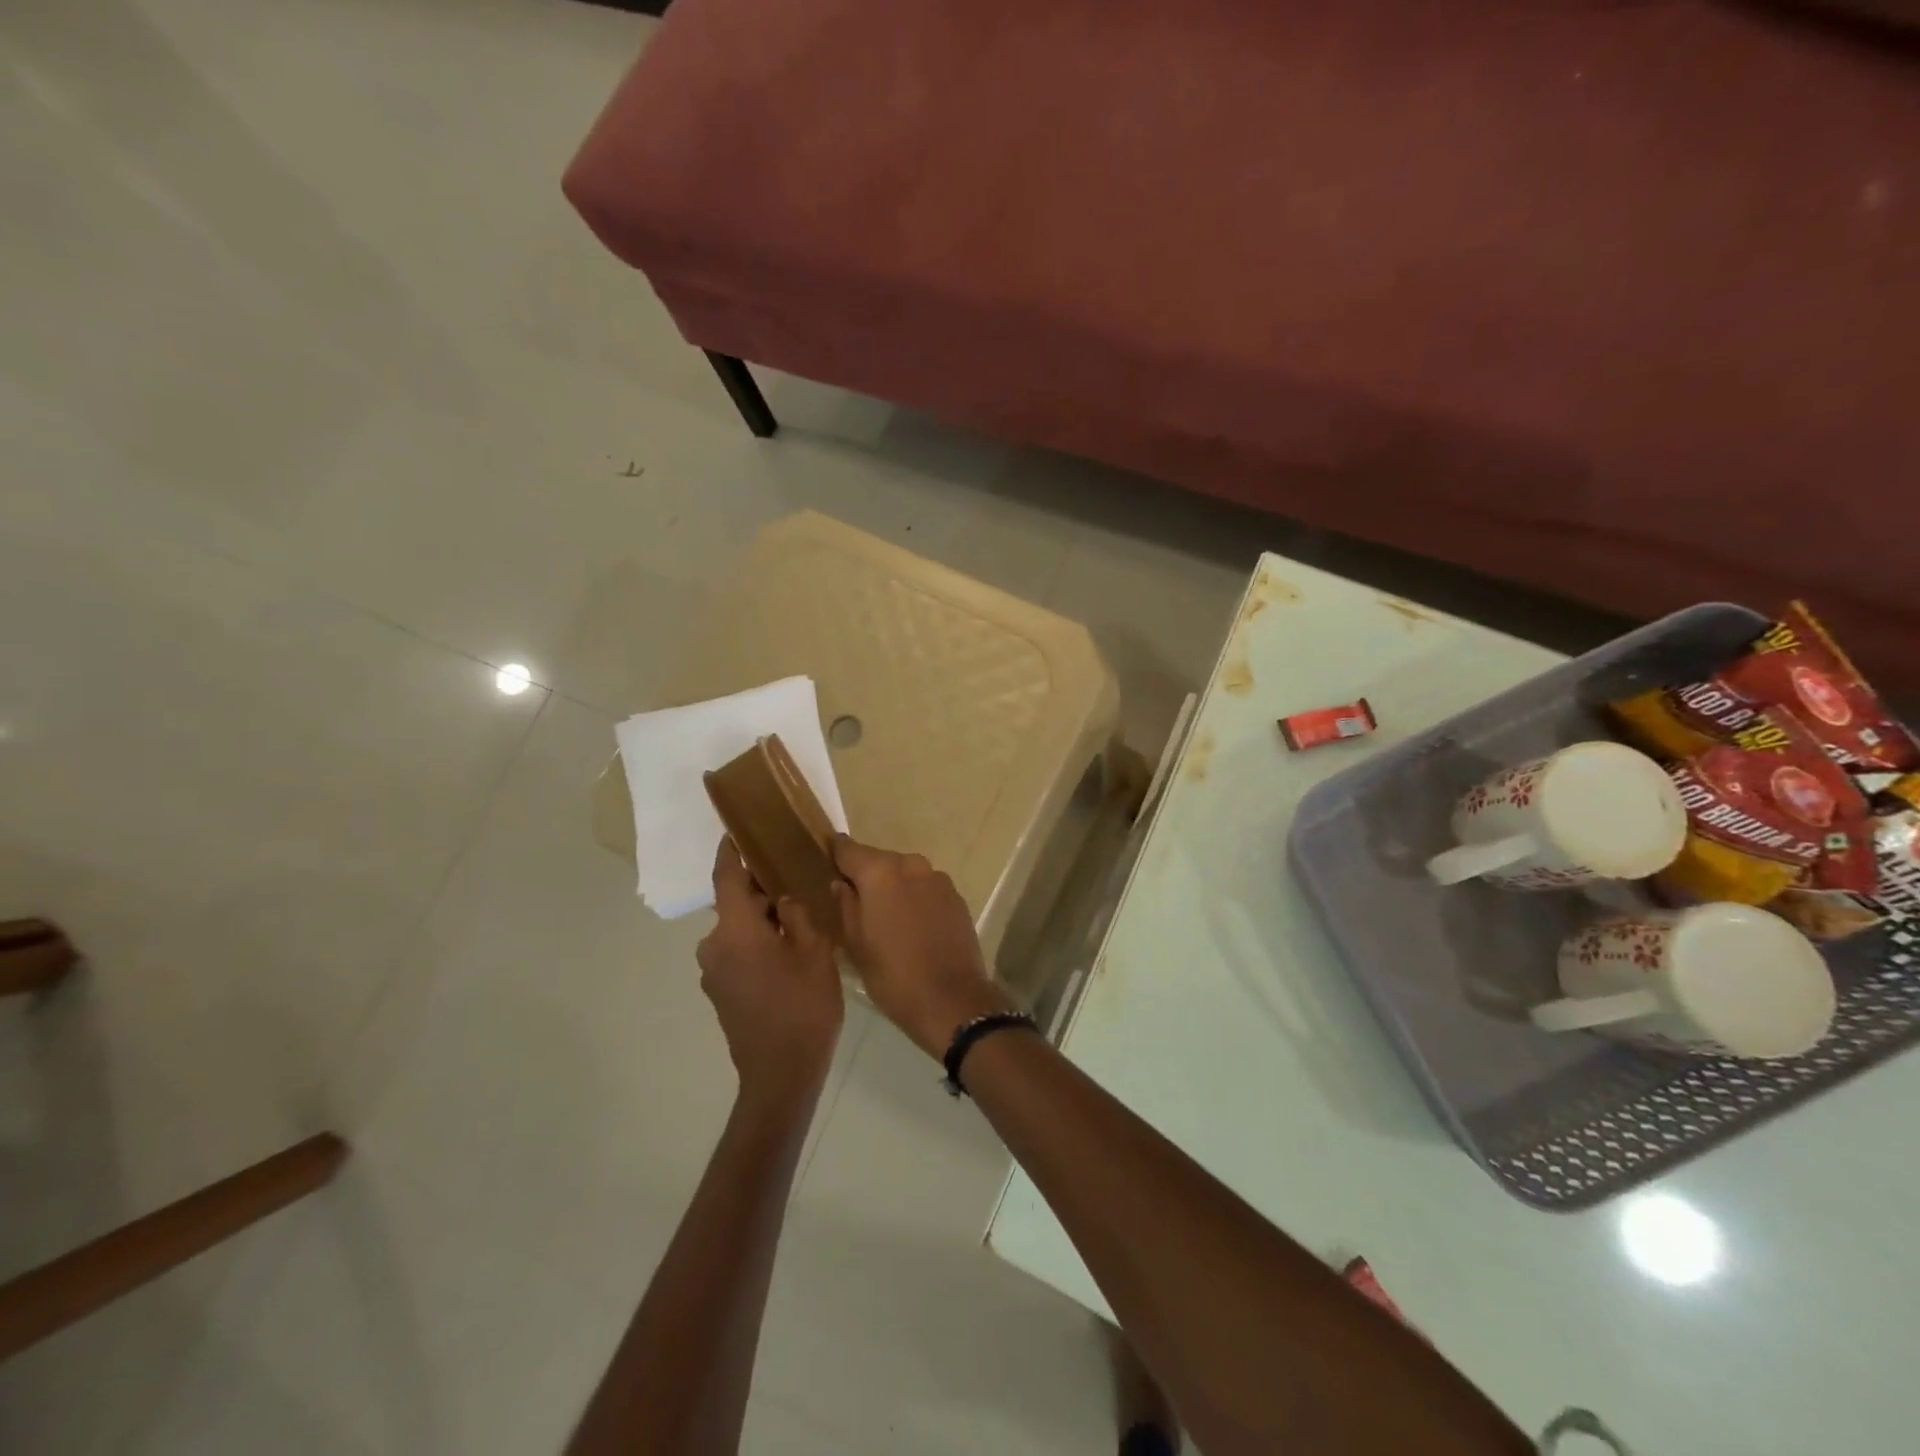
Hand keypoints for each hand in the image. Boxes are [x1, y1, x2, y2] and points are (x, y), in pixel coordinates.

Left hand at [697, 838, 843, 1100]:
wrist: (781, 1075)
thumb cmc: (803, 1007)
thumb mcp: (814, 951)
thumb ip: (797, 915)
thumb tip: (784, 901)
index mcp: (735, 930)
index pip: (726, 876)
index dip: (731, 850)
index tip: (737, 828)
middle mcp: (714, 946)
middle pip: (734, 903)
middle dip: (760, 889)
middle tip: (794, 876)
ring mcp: (713, 972)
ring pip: (737, 929)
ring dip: (761, 919)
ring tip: (797, 915)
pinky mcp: (720, 992)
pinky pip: (736, 951)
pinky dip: (756, 942)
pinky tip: (786, 949)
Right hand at [830, 835, 1013, 1058]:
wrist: (951, 999)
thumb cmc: (893, 975)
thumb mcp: (856, 945)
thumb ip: (846, 906)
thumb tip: (840, 884)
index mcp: (880, 873)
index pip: (849, 849)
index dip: (836, 852)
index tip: (826, 855)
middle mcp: (911, 865)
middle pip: (880, 860)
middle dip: (866, 875)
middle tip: (854, 898)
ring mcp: (938, 879)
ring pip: (905, 873)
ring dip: (893, 887)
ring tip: (885, 915)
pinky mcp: (956, 896)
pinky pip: (926, 888)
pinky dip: (915, 898)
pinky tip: (911, 924)